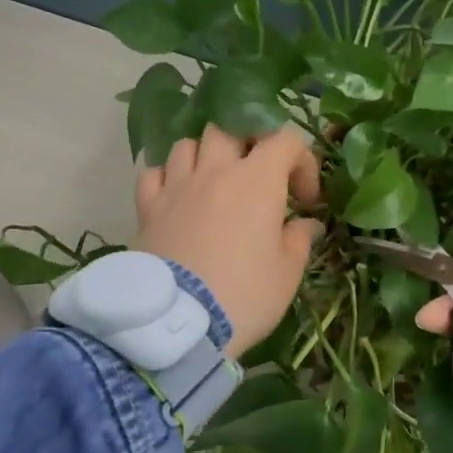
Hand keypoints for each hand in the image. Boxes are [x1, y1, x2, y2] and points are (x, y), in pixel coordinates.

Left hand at [134, 126, 323, 358]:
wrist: (179, 323)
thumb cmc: (244, 295)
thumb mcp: (287, 273)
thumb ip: (299, 239)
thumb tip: (304, 224)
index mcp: (257, 180)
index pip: (285, 140)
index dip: (302, 162)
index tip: (305, 200)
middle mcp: (214, 171)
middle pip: (230, 129)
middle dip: (249, 145)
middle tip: (257, 177)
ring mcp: (176, 186)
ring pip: (188, 144)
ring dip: (205, 156)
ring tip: (214, 183)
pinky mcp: (147, 208)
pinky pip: (153, 174)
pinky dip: (167, 178)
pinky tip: (176, 196)